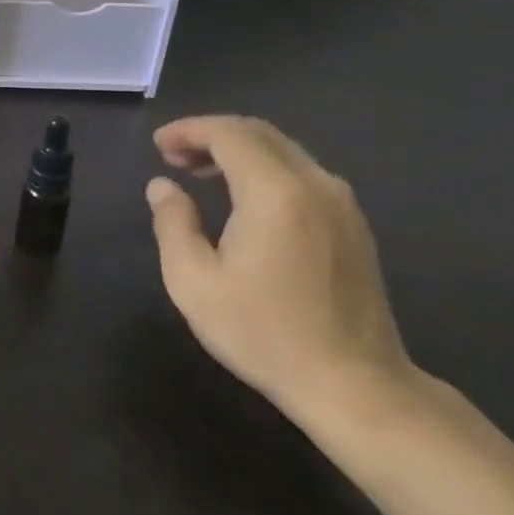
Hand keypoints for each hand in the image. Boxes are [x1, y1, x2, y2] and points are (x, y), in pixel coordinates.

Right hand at [146, 116, 417, 428]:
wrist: (355, 384)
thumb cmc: (264, 333)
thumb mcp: (193, 282)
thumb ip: (172, 224)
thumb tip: (162, 187)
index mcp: (274, 192)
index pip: (228, 134)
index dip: (188, 130)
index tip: (158, 145)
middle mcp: (314, 184)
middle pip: (259, 134)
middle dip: (211, 135)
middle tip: (173, 156)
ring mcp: (341, 204)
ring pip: (284, 151)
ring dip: (239, 151)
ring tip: (202, 173)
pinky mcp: (353, 225)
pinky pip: (303, 174)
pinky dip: (266, 170)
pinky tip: (246, 199)